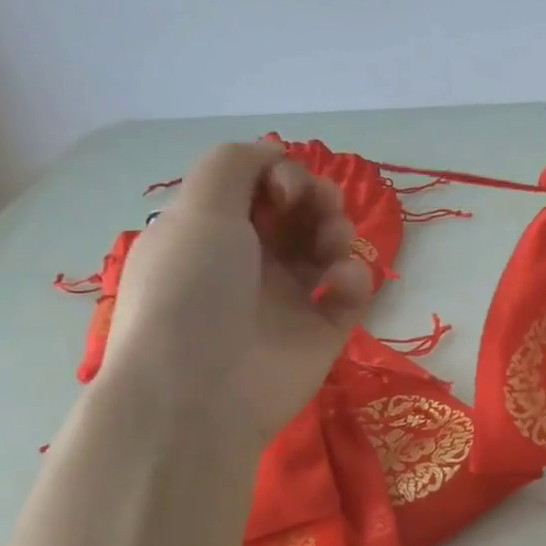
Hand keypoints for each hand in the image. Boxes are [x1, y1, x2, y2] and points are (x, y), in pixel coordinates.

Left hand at [98, 142, 372, 444]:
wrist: (200, 391)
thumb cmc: (192, 290)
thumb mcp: (197, 210)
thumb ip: (234, 164)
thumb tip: (273, 154)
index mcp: (212, 231)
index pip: (259, 187)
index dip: (280, 175)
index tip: (283, 190)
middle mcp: (250, 260)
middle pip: (300, 211)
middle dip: (317, 198)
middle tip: (318, 208)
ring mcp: (288, 297)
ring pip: (328, 246)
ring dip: (337, 231)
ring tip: (331, 245)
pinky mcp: (322, 330)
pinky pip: (350, 291)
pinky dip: (353, 278)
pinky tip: (339, 283)